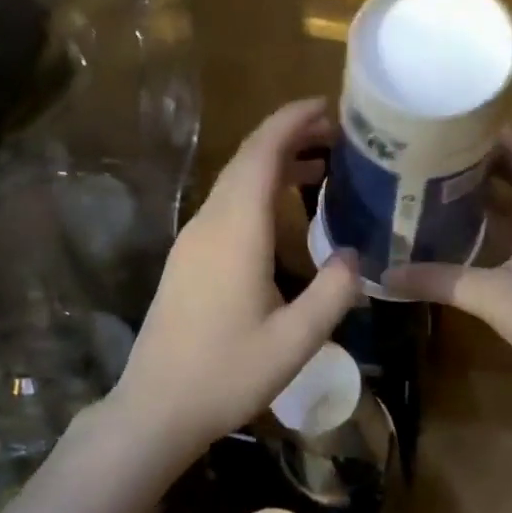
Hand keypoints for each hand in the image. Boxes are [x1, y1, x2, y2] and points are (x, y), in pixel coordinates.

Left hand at [106, 99, 361, 457]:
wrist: (156, 408)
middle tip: (338, 136)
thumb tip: (355, 255)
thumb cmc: (227, 374)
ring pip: (235, 182)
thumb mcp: (296, 340)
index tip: (326, 105)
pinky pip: (226, 205)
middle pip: (248, 160)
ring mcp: (193, 240)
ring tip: (321, 166)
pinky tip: (284, 211)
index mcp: (236, 231)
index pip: (262, 154)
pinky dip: (259, 190)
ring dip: (275, 164)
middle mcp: (210, 223)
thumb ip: (333, 292)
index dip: (292, 121)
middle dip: (290, 137)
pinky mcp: (188, 258)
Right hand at [384, 129, 511, 384]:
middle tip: (432, 154)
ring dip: (488, 189)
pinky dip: (497, 218)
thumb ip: (440, 280)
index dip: (489, 131)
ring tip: (440, 183)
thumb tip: (386, 274)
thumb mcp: (493, 298)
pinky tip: (465, 229)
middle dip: (480, 159)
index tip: (447, 124)